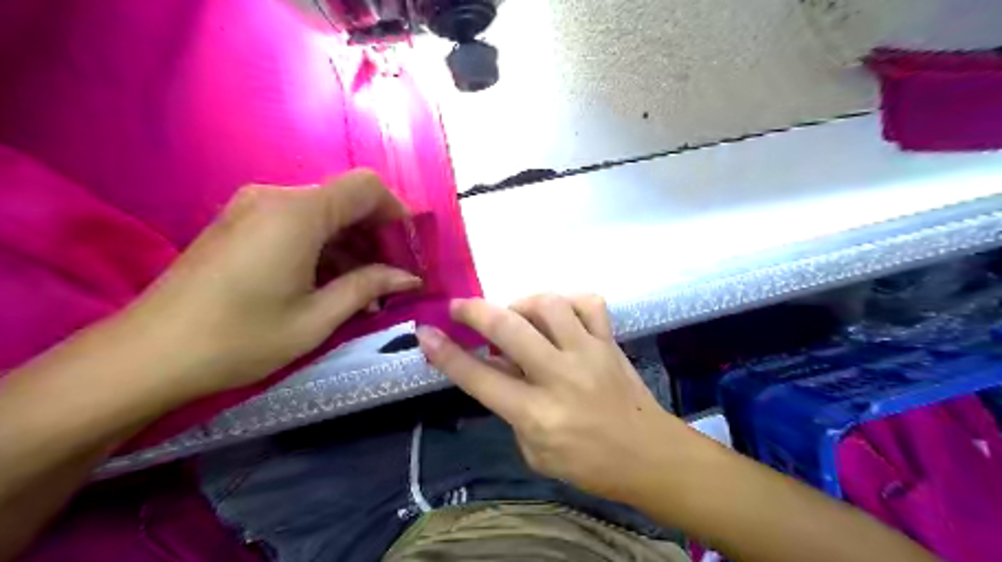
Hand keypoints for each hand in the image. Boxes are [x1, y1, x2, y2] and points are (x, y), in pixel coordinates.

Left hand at [118, 169, 422, 394]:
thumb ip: (368, 287)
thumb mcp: (316, 318)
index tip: (409, 251)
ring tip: (366, 290)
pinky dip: (324, 247)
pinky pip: (298, 224)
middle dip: (377, 234)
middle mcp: (277, 198)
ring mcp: (253, 209)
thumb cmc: (240, 338)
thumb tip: (409, 277)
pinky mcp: (240, 224)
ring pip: (324, 214)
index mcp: (299, 213)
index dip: (397, 213)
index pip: (367, 187)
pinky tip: (331, 284)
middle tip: (393, 276)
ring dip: (352, 245)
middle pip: (346, 199)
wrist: (146, 356)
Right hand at [415, 294, 689, 499]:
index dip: (446, 353)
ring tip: (516, 316)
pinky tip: (558, 314)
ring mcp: (588, 353)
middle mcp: (559, 376)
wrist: (647, 454)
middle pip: (509, 329)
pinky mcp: (610, 341)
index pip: (479, 377)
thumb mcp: (533, 450)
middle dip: (475, 311)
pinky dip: (568, 302)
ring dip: (522, 304)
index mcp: (536, 414)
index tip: (426, 332)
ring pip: (549, 306)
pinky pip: (589, 303)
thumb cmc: (586, 463)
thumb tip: (491, 365)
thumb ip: (509, 406)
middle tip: (460, 308)